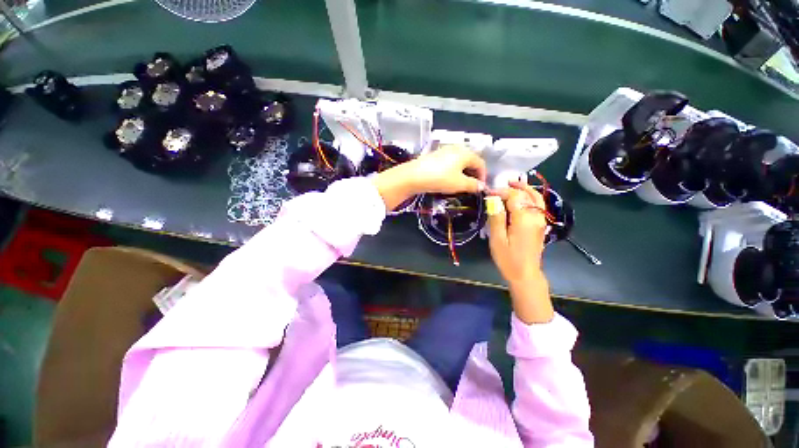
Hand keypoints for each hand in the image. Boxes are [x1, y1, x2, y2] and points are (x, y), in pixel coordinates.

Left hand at [373, 144, 486, 210]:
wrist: (414, 176)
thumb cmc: (440, 178)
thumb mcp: (459, 184)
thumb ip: (473, 185)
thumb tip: (482, 187)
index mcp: (466, 153)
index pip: (480, 163)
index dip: (483, 176)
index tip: (480, 188)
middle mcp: (457, 148)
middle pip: (470, 161)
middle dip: (473, 174)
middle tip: (472, 187)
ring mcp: (445, 150)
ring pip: (460, 162)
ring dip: (463, 173)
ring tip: (461, 185)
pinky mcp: (435, 155)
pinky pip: (450, 162)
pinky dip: (453, 171)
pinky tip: (448, 179)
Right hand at [487, 181, 553, 322]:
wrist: (525, 274)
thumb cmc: (508, 259)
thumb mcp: (497, 239)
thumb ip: (496, 218)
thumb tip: (493, 200)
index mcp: (524, 219)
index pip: (514, 197)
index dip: (501, 192)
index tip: (489, 193)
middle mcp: (536, 217)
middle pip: (529, 194)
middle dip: (515, 187)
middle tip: (503, 183)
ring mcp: (541, 221)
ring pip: (537, 198)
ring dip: (526, 189)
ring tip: (514, 185)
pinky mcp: (541, 225)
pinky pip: (538, 205)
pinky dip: (531, 197)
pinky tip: (522, 198)